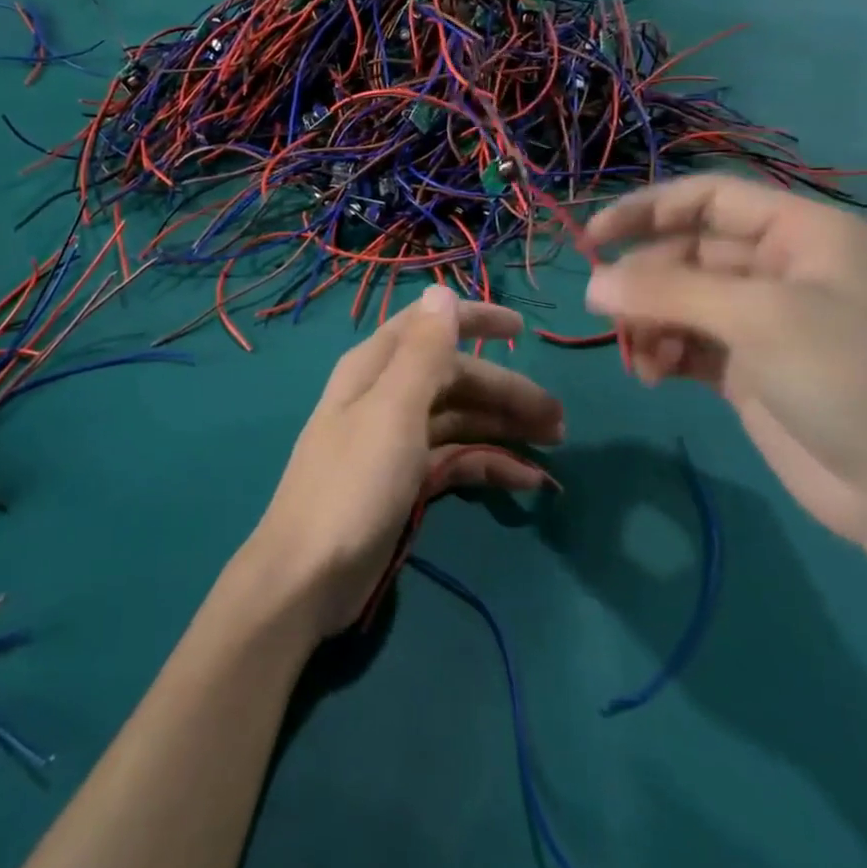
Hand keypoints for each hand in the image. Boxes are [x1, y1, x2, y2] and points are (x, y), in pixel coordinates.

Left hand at [246, 287, 564, 637]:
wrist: (308, 576)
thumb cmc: (353, 484)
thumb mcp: (393, 411)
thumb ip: (422, 352)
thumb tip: (441, 291)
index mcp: (375, 368)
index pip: (429, 326)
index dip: (473, 320)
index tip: (522, 328)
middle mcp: (384, 396)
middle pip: (453, 378)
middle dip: (504, 390)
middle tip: (558, 418)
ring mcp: (394, 441)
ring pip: (458, 419)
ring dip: (503, 427)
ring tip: (554, 445)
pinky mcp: (404, 481)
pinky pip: (454, 459)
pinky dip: (487, 464)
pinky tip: (525, 480)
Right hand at [582, 175, 866, 546]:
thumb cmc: (847, 377)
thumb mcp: (758, 318)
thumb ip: (668, 292)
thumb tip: (591, 285)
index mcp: (800, 234)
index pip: (708, 198)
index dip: (647, 210)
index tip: (593, 239)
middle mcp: (779, 268)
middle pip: (686, 253)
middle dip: (645, 282)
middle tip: (609, 314)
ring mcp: (762, 321)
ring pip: (678, 301)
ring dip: (649, 322)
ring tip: (641, 358)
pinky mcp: (746, 367)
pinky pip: (685, 343)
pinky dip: (662, 352)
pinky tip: (653, 375)